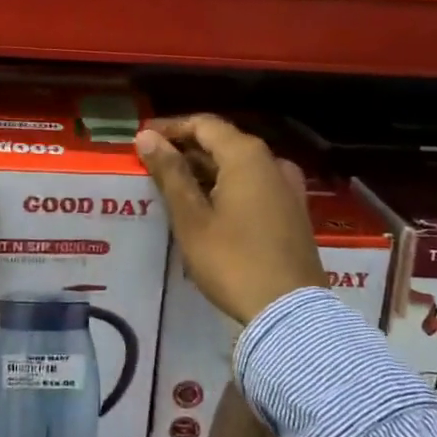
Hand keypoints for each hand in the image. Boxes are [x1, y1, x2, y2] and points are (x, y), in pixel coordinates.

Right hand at [135, 115, 323, 324]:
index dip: (171, 128)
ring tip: (175, 186)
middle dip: (186, 149)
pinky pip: (255, 184)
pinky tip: (208, 206)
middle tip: (153, 165)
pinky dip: (228, 186)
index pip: (203, 124)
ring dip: (206, 169)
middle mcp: (272, 162)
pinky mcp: (293, 211)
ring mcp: (288, 187)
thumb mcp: (191, 217)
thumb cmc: (233, 261)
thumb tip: (147, 136)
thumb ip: (170, 172)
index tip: (143, 139)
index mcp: (246, 155)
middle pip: (223, 141)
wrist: (290, 312)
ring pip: (239, 165)